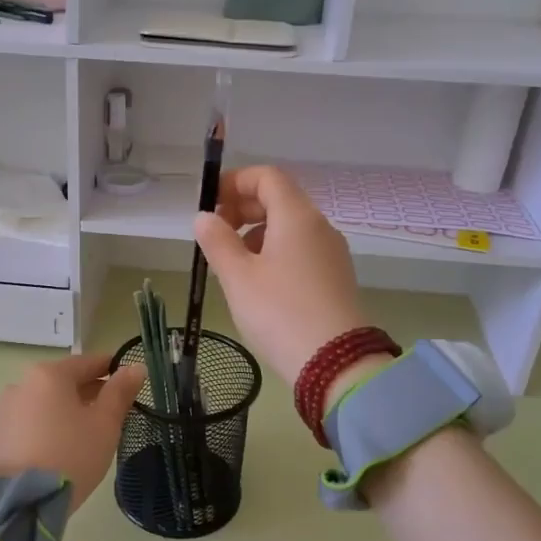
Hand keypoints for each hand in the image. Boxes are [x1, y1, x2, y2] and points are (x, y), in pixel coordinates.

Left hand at [0, 352, 146, 509]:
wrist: (15, 503)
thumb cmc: (69, 456)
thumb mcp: (104, 425)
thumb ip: (120, 393)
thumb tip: (135, 367)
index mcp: (49, 375)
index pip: (87, 362)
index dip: (110, 368)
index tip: (127, 378)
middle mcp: (22, 384)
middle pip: (64, 382)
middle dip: (89, 392)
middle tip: (113, 410)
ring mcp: (4, 410)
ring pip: (45, 403)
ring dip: (66, 411)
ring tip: (86, 434)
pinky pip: (30, 422)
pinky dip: (47, 427)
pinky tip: (59, 448)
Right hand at [193, 165, 371, 383]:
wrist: (334, 364)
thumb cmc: (279, 313)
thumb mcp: (238, 277)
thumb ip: (217, 241)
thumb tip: (205, 217)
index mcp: (297, 216)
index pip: (267, 176)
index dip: (234, 182)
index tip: (209, 205)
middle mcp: (319, 226)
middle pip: (279, 199)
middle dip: (243, 208)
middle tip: (214, 235)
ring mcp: (331, 252)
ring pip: (289, 226)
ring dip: (256, 232)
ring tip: (232, 264)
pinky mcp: (335, 277)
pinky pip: (300, 249)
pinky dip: (275, 252)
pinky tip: (258, 283)